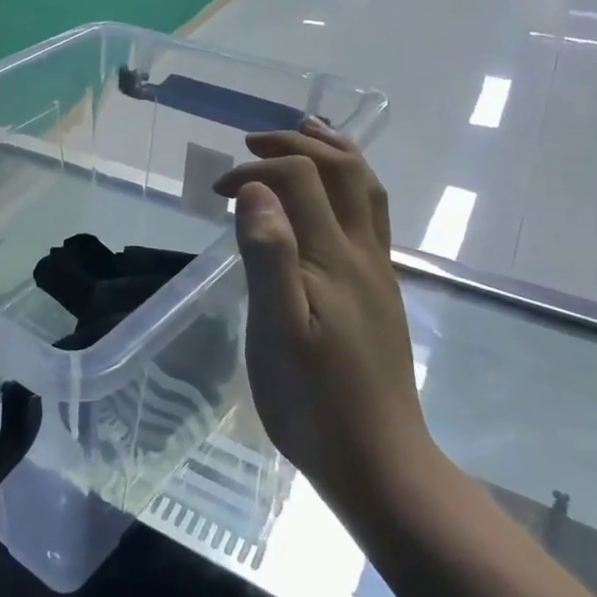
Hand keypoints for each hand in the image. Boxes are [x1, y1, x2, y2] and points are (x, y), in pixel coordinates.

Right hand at [214, 121, 433, 506]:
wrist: (378, 461)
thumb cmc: (313, 400)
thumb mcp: (277, 330)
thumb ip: (268, 255)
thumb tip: (255, 190)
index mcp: (332, 259)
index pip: (300, 179)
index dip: (256, 169)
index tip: (217, 192)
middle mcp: (362, 254)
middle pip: (344, 172)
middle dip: (298, 144)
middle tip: (253, 142)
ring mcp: (376, 273)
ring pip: (367, 192)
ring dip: (335, 154)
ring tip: (307, 135)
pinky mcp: (379, 293)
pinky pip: (370, 219)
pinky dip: (349, 186)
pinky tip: (331, 200)